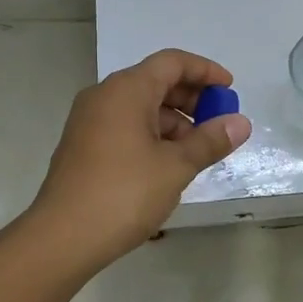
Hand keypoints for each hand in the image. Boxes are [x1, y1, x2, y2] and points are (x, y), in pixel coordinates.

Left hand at [31, 49, 251, 269]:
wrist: (61, 239)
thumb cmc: (124, 193)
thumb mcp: (176, 166)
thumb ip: (210, 140)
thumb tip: (240, 123)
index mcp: (126, 90)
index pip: (172, 62)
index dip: (205, 71)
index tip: (230, 90)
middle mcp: (104, 96)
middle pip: (156, 82)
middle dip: (192, 99)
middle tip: (218, 123)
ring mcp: (89, 121)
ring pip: (141, 107)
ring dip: (174, 121)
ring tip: (198, 151)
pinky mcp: (83, 146)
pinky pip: (125, 126)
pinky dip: (152, 135)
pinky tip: (169, 164)